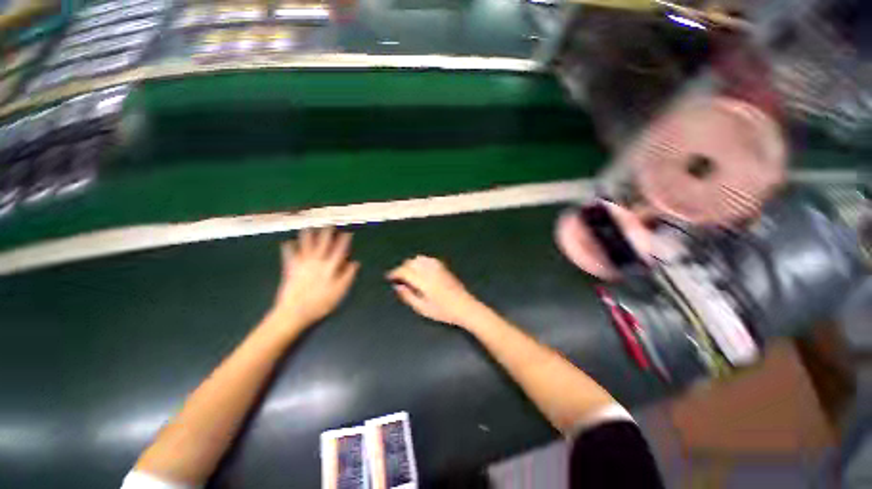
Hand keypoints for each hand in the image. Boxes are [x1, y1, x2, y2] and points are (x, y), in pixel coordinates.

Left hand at [271, 228, 359, 330]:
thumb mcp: (339, 292)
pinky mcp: (290, 269)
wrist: (294, 312)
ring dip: (307, 236)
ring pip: (306, 246)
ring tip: (308, 227)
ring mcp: (302, 264)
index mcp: (330, 267)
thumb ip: (348, 276)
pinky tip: (286, 242)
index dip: (344, 241)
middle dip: (327, 234)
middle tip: (329, 224)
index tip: (347, 233)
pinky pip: (289, 256)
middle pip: (322, 245)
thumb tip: (355, 263)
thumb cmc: (320, 303)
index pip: (339, 251)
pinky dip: (288, 249)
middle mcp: (316, 262)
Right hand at [387, 256, 488, 327]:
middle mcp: (430, 271)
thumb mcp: (422, 309)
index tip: (389, 277)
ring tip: (408, 273)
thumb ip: (407, 296)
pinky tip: (420, 269)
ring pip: (419, 258)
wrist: (464, 306)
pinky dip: (421, 261)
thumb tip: (397, 286)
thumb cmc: (443, 311)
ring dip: (411, 263)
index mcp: (423, 281)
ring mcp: (438, 267)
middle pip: (411, 262)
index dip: (394, 273)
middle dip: (402, 268)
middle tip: (398, 278)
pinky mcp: (443, 267)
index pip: (404, 271)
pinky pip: (428, 259)